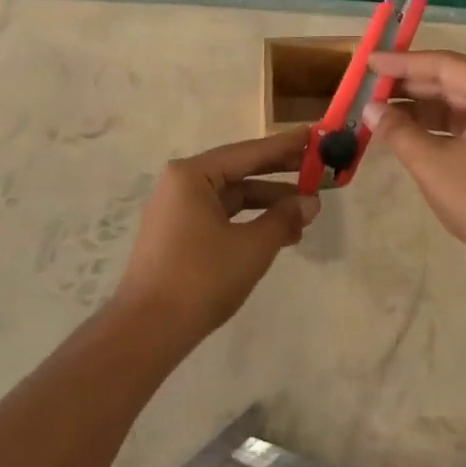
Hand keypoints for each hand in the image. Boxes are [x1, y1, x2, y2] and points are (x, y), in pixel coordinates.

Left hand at [114, 128, 320, 341]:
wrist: (148, 330)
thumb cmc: (201, 278)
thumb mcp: (252, 247)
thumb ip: (284, 219)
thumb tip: (310, 202)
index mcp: (192, 175)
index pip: (248, 152)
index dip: (285, 146)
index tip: (315, 136)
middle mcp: (181, 185)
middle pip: (239, 171)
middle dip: (279, 175)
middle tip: (317, 171)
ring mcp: (177, 211)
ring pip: (232, 197)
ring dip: (267, 203)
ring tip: (306, 212)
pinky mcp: (178, 236)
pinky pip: (221, 217)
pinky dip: (249, 222)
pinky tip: (278, 233)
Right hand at [363, 50, 465, 283]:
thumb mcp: (432, 164)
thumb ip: (398, 131)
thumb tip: (371, 109)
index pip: (445, 64)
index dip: (403, 63)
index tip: (370, 62)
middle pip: (453, 80)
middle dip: (410, 84)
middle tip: (370, 85)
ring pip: (459, 102)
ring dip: (421, 106)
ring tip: (381, 109)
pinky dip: (438, 125)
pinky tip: (407, 131)